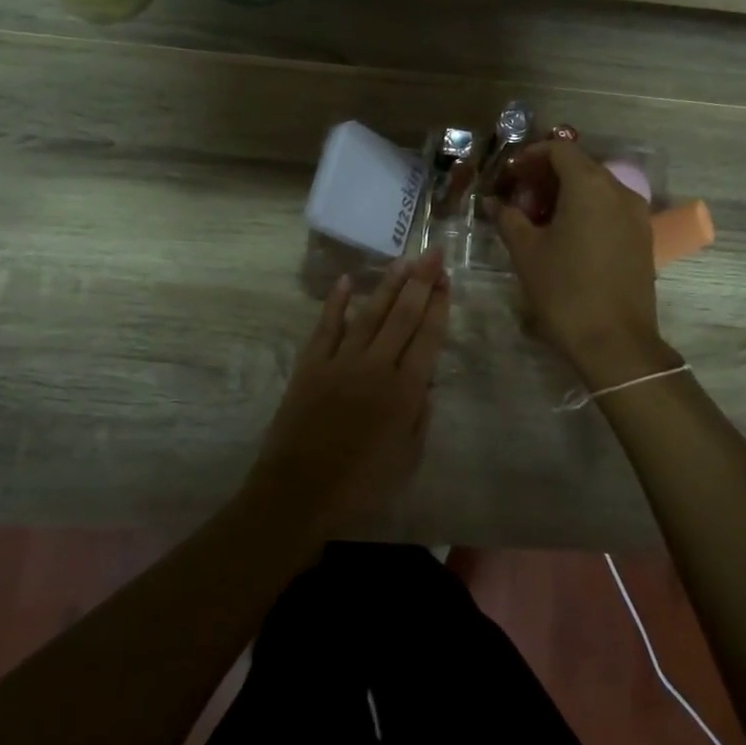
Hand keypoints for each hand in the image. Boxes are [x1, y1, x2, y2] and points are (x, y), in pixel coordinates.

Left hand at [246, 251, 451, 536]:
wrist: (299, 492)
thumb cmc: (361, 484)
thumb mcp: (407, 458)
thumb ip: (419, 415)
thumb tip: (426, 382)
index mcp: (405, 391)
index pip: (428, 337)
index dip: (439, 305)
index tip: (446, 279)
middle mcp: (376, 366)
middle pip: (403, 315)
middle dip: (421, 282)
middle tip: (433, 252)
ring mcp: (340, 361)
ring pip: (369, 314)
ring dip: (387, 285)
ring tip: (402, 260)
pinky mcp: (310, 365)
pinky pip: (325, 327)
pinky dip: (336, 303)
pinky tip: (346, 281)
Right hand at [488, 141, 674, 388]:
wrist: (615, 341)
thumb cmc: (564, 290)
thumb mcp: (526, 252)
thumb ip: (508, 218)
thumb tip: (493, 202)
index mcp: (590, 185)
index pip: (560, 149)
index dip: (531, 155)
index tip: (510, 175)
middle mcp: (619, 190)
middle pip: (580, 166)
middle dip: (547, 175)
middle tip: (519, 197)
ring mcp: (637, 214)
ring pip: (597, 188)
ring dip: (567, 193)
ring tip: (539, 219)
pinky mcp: (643, 237)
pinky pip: (611, 209)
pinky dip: (587, 210)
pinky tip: (566, 236)